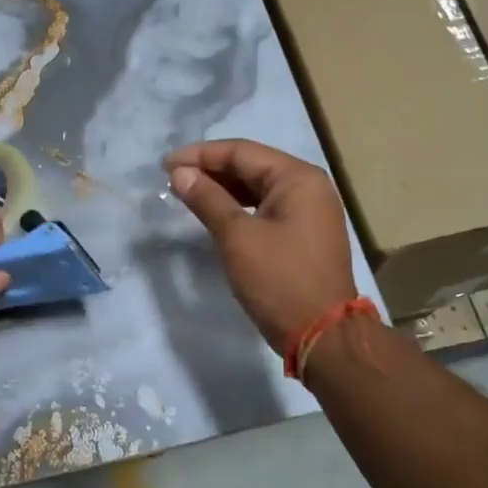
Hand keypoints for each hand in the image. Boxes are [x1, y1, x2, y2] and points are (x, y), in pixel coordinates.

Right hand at [165, 139, 356, 350]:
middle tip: (172, 180)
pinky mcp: (302, 234)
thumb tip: (179, 174)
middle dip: (209, 170)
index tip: (165, 166)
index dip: (200, 155)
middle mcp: (308, 186)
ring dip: (221, 189)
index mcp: (297, 178)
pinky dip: (237, 208)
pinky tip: (213, 214)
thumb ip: (207, 199)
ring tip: (186, 194)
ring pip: (256, 188)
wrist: (322, 335)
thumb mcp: (237, 236)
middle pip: (250, 166)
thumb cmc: (279, 279)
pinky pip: (264, 208)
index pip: (241, 152)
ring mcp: (308, 211)